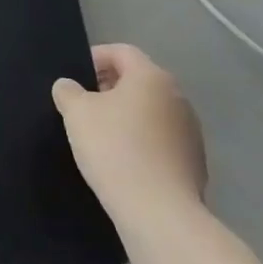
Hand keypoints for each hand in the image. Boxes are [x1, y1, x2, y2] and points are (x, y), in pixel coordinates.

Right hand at [51, 44, 206, 230]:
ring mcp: (191, 131)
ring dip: (127, 115)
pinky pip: (162, 139)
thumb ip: (68, 91)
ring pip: (151, 111)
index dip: (95, 57)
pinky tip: (124, 161)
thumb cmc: (115, 149)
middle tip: (83, 105)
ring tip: (101, 135)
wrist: (159, 211)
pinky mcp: (195, 161)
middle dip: (109, 88)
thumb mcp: (77, 113)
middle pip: (139, 80)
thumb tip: (68, 86)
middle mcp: (177, 97)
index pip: (121, 52)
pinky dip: (142, 141)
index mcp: (151, 77)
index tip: (75, 77)